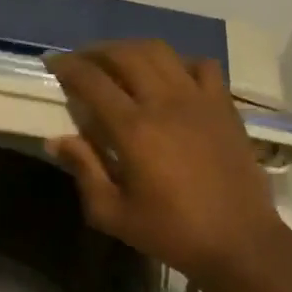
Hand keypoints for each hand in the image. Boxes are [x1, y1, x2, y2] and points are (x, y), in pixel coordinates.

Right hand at [46, 40, 283, 281]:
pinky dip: (179, 62)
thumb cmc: (172, 232)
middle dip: (96, 51)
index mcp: (134, 130)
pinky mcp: (224, 106)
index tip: (52, 62)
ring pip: (161, 52)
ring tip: (118, 61)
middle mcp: (165, 103)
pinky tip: (169, 77)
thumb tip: (57, 139)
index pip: (92, 81)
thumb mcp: (114, 214)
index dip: (67, 66)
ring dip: (132, 49)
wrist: (240, 242)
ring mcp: (199, 99)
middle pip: (125, 54)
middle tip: (80, 61)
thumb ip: (84, 170)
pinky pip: (202, 65)